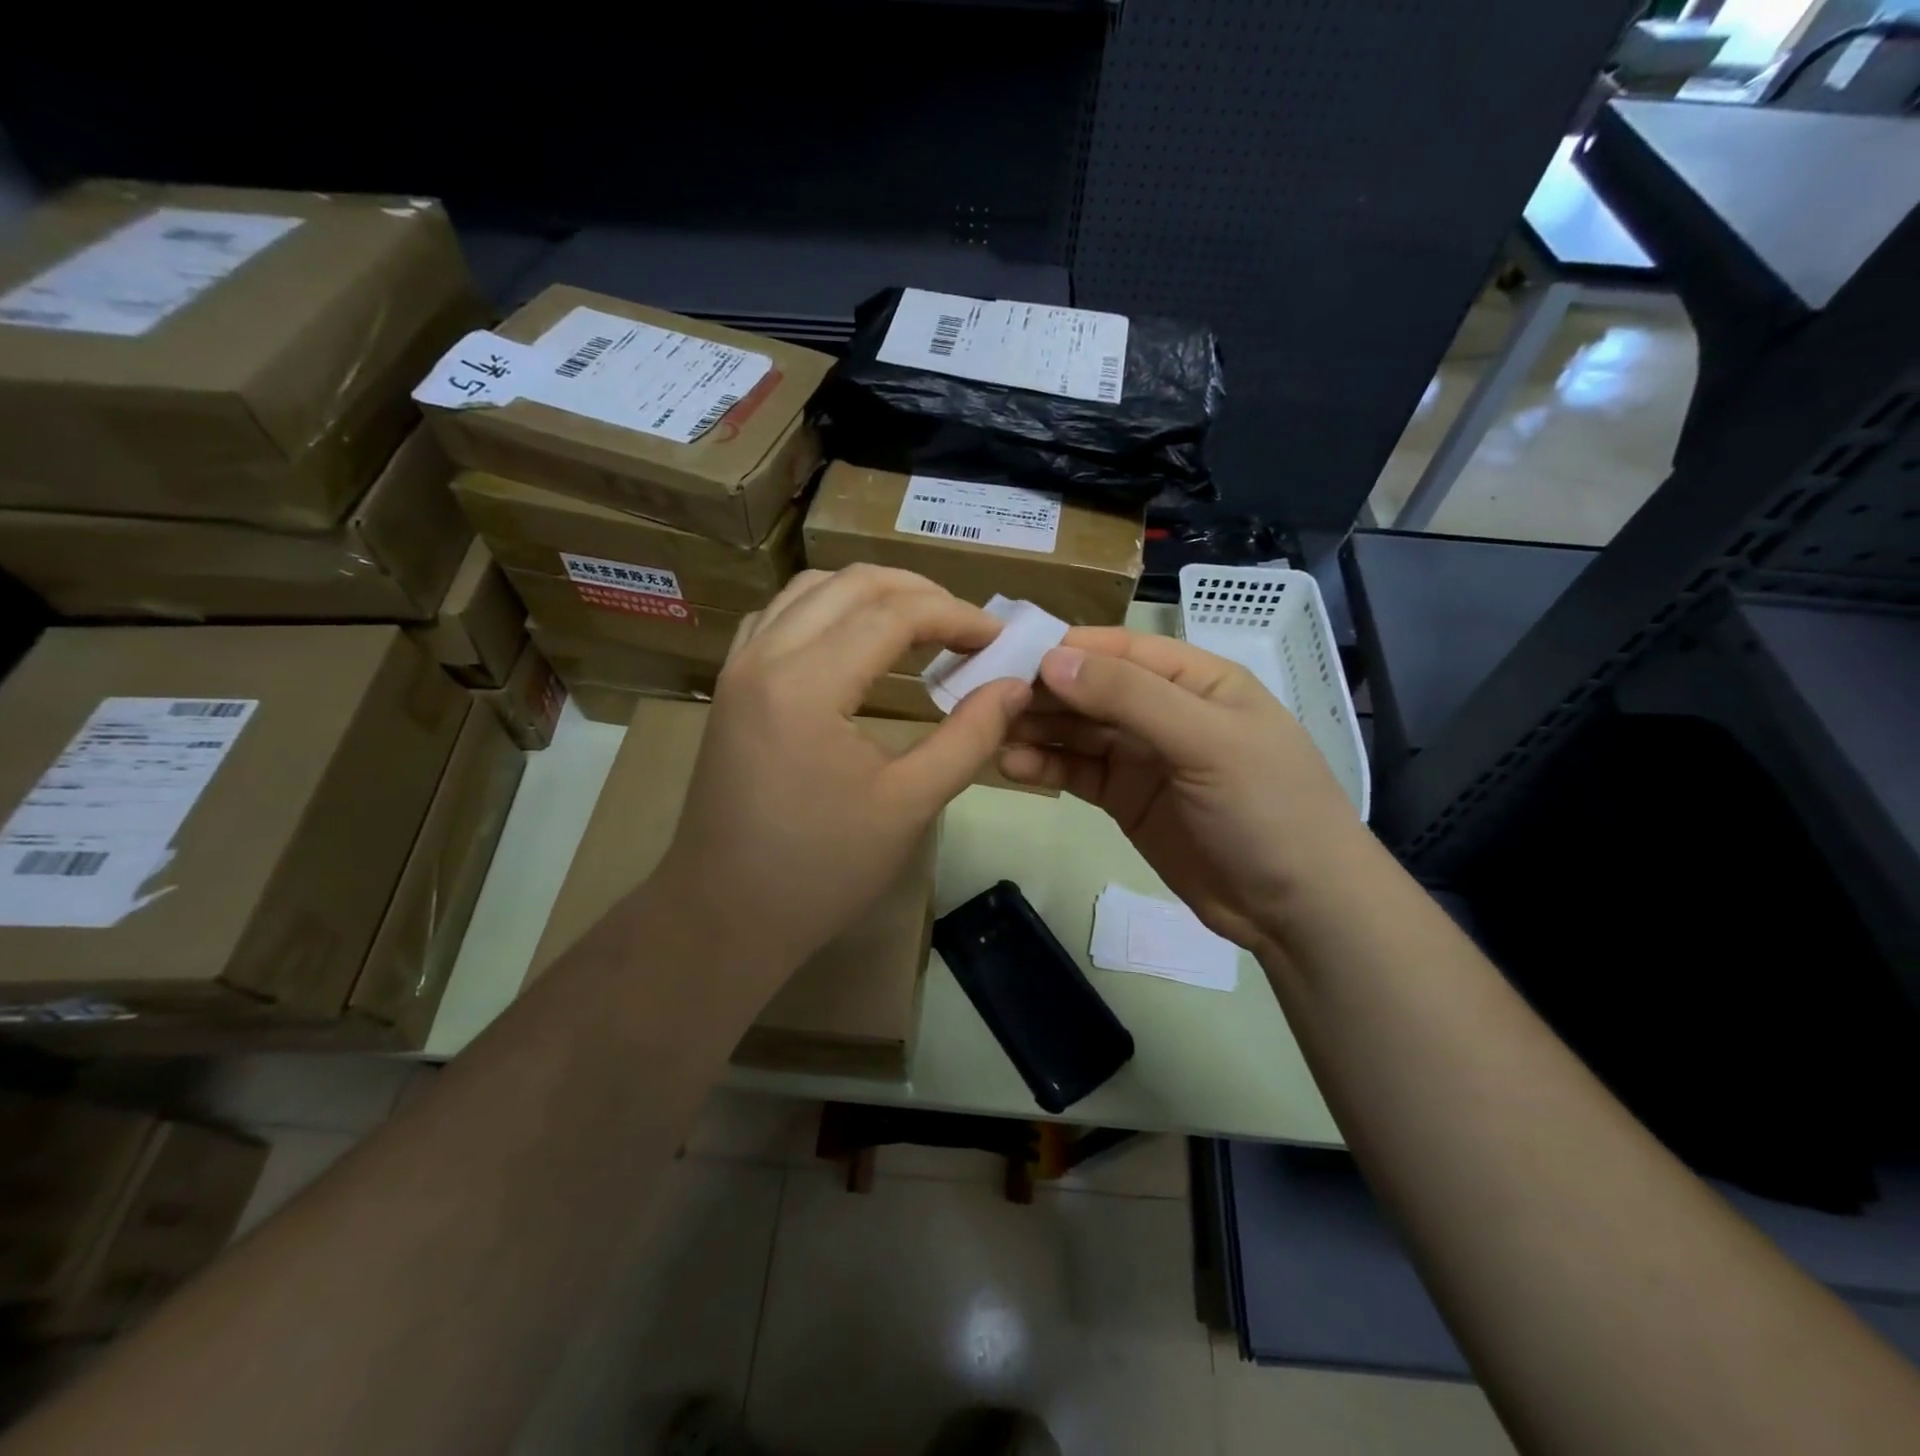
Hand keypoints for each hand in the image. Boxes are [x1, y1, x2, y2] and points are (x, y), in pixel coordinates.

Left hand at [652, 566, 1029, 971]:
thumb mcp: (909, 805)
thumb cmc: (821, 871)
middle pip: (852, 583)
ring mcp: (738, 668)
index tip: (999, 639)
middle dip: (920, 593)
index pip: (895, 614)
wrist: (724, 917)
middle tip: (967, 627)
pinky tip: (853, 639)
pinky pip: (779, 616)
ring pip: (811, 589)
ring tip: (921, 624)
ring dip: (872, 594)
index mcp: (807, 684)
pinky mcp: (729, 687)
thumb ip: (970, 737)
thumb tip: (1016, 686)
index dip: (957, 617)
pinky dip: (826, 609)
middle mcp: (764, 656)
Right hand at [998, 628, 1365, 956]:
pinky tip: (1011, 766)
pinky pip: (1077, 772)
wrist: (1297, 908)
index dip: (1067, 649)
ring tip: (988, 730)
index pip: (1121, 649)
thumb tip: (1052, 659)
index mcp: (1196, 680)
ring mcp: (1143, 757)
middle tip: (983, 696)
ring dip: (1036, 728)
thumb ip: (1130, 698)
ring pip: (1078, 730)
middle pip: (1092, 688)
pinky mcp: (1125, 799)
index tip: (1007, 654)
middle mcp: (1165, 710)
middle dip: (1042, 690)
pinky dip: (1045, 767)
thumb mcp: (1206, 741)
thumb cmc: (1267, 809)